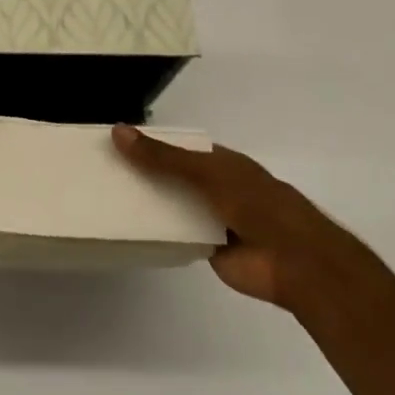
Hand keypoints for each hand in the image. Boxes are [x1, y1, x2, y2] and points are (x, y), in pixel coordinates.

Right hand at [111, 125, 377, 309]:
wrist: (295, 263)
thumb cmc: (257, 206)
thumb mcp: (207, 173)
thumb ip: (163, 157)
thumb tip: (118, 131)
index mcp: (222, 163)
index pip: (179, 147)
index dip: (150, 144)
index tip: (113, 143)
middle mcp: (216, 187)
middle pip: (172, 176)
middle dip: (143, 173)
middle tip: (99, 170)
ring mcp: (212, 217)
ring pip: (172, 205)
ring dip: (147, 203)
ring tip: (103, 196)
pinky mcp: (207, 246)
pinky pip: (175, 234)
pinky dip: (155, 231)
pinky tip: (124, 227)